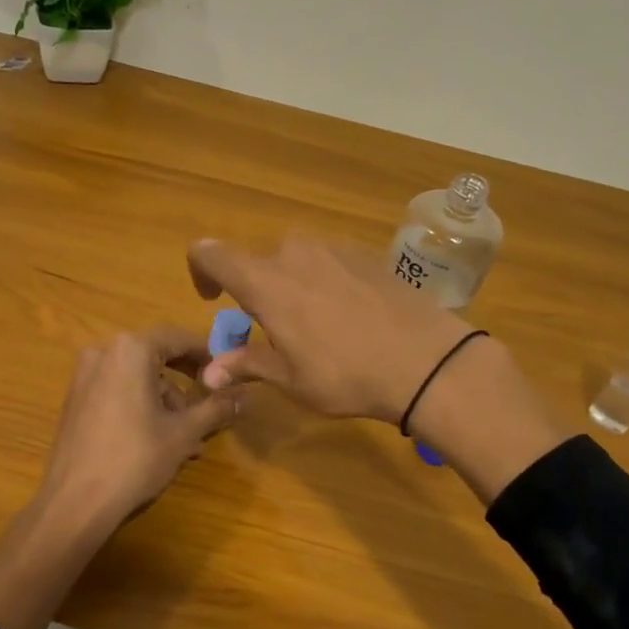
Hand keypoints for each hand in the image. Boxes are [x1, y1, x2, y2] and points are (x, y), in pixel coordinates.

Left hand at [31, 325, 244, 539]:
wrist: (75, 500)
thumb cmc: (135, 458)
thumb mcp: (183, 432)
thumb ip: (216, 407)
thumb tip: (247, 394)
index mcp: (130, 349)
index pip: (178, 338)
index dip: (207, 354)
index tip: (227, 374)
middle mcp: (103, 351)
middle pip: (156, 357)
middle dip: (185, 384)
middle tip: (210, 407)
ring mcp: (85, 375)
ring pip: (138, 378)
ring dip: (165, 402)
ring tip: (187, 441)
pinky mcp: (76, 398)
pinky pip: (118, 390)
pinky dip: (141, 406)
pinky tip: (158, 441)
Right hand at [187, 236, 478, 422]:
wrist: (427, 361)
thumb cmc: (346, 374)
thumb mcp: (290, 379)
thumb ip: (246, 364)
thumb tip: (208, 372)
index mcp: (265, 282)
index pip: (211, 254)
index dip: (200, 271)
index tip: (211, 300)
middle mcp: (294, 253)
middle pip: (257, 263)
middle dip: (254, 292)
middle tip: (272, 331)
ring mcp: (333, 249)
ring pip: (293, 261)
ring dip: (289, 287)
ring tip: (313, 326)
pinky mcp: (365, 254)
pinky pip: (326, 262)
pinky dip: (321, 283)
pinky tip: (347, 317)